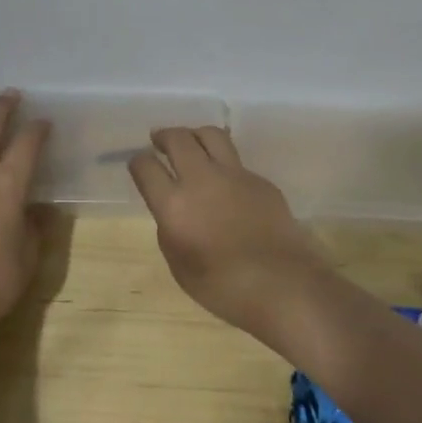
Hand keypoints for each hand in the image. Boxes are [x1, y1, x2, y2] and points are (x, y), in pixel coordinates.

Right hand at [128, 126, 327, 333]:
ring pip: (210, 135)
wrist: (283, 285)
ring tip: (192, 144)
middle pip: (178, 138)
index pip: (145, 166)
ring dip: (194, 135)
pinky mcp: (260, 180)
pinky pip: (236, 161)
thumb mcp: (180, 264)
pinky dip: (223, 163)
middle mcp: (201, 179)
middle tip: (159, 140)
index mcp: (174, 204)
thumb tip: (173, 210)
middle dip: (164, 136)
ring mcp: (234, 175)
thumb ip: (170, 229)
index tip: (139, 166)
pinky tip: (225, 183)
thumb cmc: (223, 287)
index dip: (138, 163)